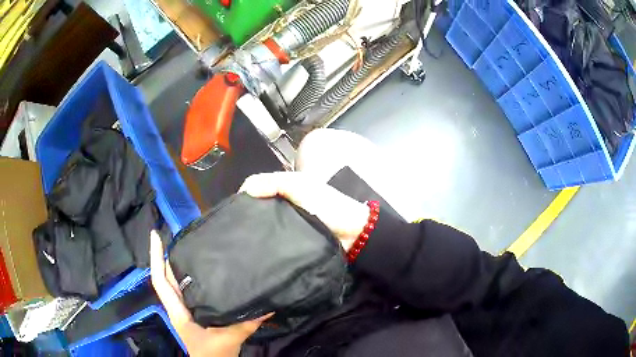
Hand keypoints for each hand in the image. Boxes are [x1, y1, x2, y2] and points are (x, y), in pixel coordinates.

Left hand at [150, 231, 270, 356]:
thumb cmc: (214, 355)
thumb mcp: (229, 339)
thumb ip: (247, 324)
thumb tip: (268, 306)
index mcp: (179, 311)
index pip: (160, 281)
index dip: (155, 257)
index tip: (155, 235)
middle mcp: (178, 307)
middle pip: (165, 277)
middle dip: (165, 256)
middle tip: (177, 235)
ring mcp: (184, 310)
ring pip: (174, 283)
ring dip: (175, 265)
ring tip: (188, 247)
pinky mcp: (193, 314)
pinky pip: (186, 290)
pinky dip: (187, 277)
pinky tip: (201, 271)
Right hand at [240, 172, 369, 250]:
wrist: (352, 233)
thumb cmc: (327, 205)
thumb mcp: (300, 185)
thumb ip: (274, 182)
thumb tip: (244, 190)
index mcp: (285, 192)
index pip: (258, 192)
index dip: (245, 198)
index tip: (230, 210)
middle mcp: (285, 209)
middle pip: (260, 211)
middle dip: (247, 218)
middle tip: (232, 231)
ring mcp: (288, 228)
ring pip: (265, 228)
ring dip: (255, 234)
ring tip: (240, 243)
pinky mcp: (292, 246)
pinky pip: (274, 243)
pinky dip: (266, 245)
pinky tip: (254, 252)